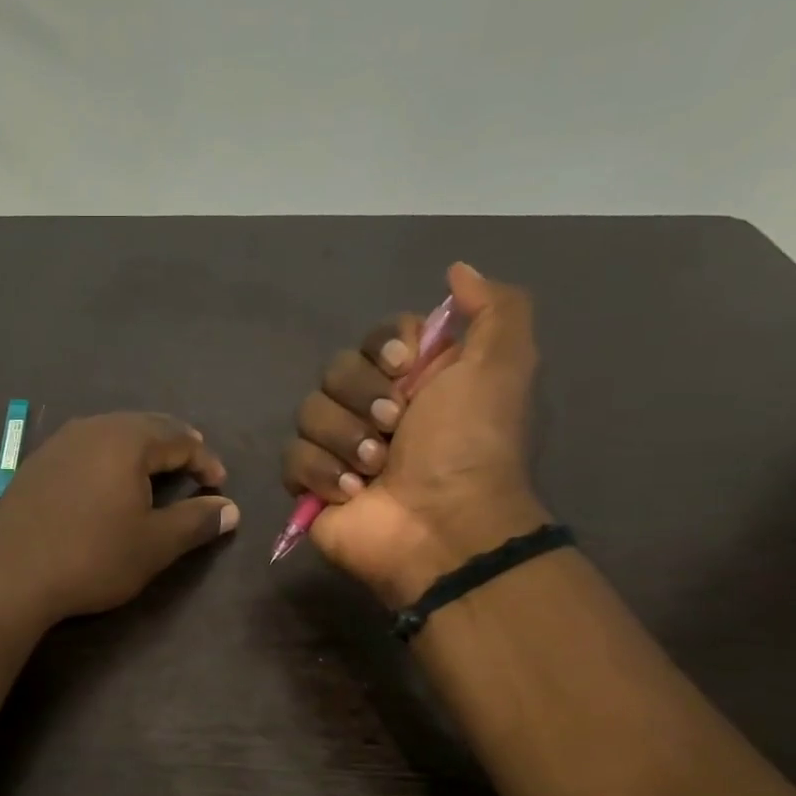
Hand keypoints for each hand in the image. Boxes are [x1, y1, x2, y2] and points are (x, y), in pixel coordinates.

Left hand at [0, 412, 238, 625]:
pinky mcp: (35, 465)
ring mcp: (58, 444)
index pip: (180, 438)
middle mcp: (91, 429)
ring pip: (112, 434)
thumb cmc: (92, 557)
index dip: (206, 461)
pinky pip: (85, 449)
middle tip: (193, 469)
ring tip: (155, 474)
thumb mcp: (154, 544)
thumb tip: (231, 509)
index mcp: (126, 440)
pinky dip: (108, 460)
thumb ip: (196, 521)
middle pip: (145, 426)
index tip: (219, 487)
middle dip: (175, 446)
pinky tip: (107, 484)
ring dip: (140, 451)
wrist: (9, 577)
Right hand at [282, 261, 547, 605]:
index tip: (403, 368)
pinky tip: (352, 493)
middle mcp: (375, 408)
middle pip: (335, 371)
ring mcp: (339, 448)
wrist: (441, 525)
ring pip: (309, 412)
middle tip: (394, 428)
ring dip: (345, 439)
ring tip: (376, 469)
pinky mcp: (312, 485)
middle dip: (363, 398)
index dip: (382, 348)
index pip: (375, 338)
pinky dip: (322, 473)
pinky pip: (292, 457)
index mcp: (415, 380)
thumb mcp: (502, 365)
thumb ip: (494, 308)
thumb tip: (458, 271)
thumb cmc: (470, 445)